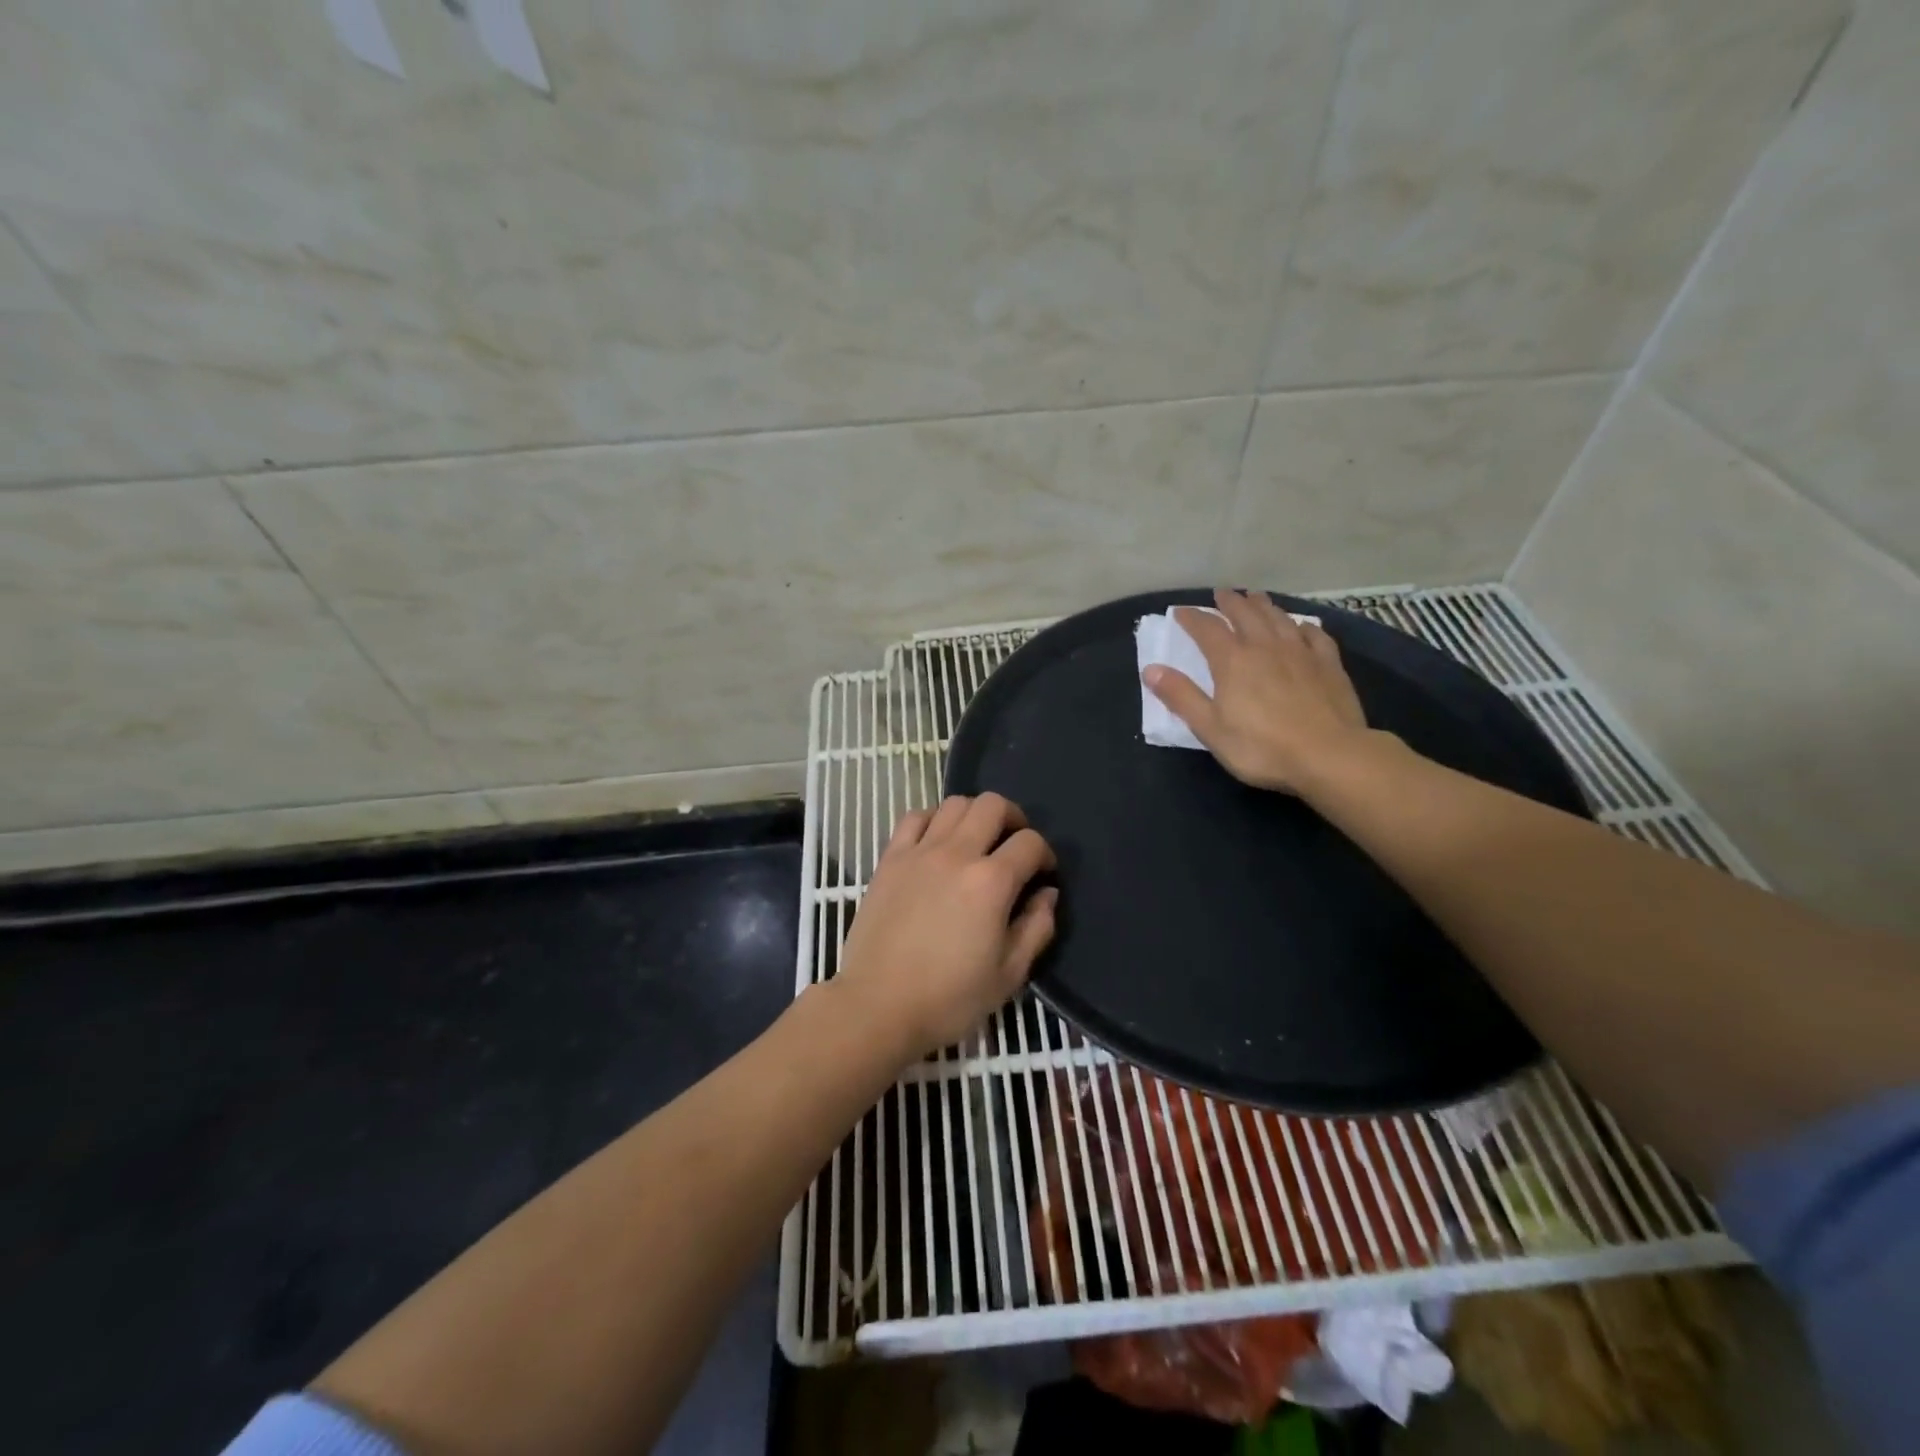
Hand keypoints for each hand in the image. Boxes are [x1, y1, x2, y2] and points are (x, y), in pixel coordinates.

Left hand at [835, 793, 1057, 1059]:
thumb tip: (1046, 894)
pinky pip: (914, 817)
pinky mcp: (890, 859)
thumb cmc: (949, 998)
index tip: (1042, 875)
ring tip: (977, 841)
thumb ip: (1037, 928)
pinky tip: (937, 842)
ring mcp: (919, 852)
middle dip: (1013, 819)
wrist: (877, 1006)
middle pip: (992, 805)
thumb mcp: (1009, 974)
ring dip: (974, 815)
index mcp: (991, 882)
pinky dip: (932, 819)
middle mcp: (957, 854)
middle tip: (1014, 846)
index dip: (1045, 855)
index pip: (1030, 843)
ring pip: (954, 803)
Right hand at [1142, 588, 1370, 794]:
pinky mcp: (1329, 665)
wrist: (1329, 756)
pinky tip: (1302, 626)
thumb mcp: (1210, 728)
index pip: (1207, 629)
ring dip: (1264, 605)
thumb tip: (1150, 669)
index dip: (1192, 618)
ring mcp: (1301, 653)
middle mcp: (1265, 647)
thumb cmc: (1261, 747)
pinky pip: (1315, 636)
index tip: (1181, 612)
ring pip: (1279, 618)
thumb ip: (1181, 696)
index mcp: (1232, 661)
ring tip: (1255, 597)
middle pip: (1246, 615)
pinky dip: (1303, 626)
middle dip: (1230, 602)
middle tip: (1221, 593)